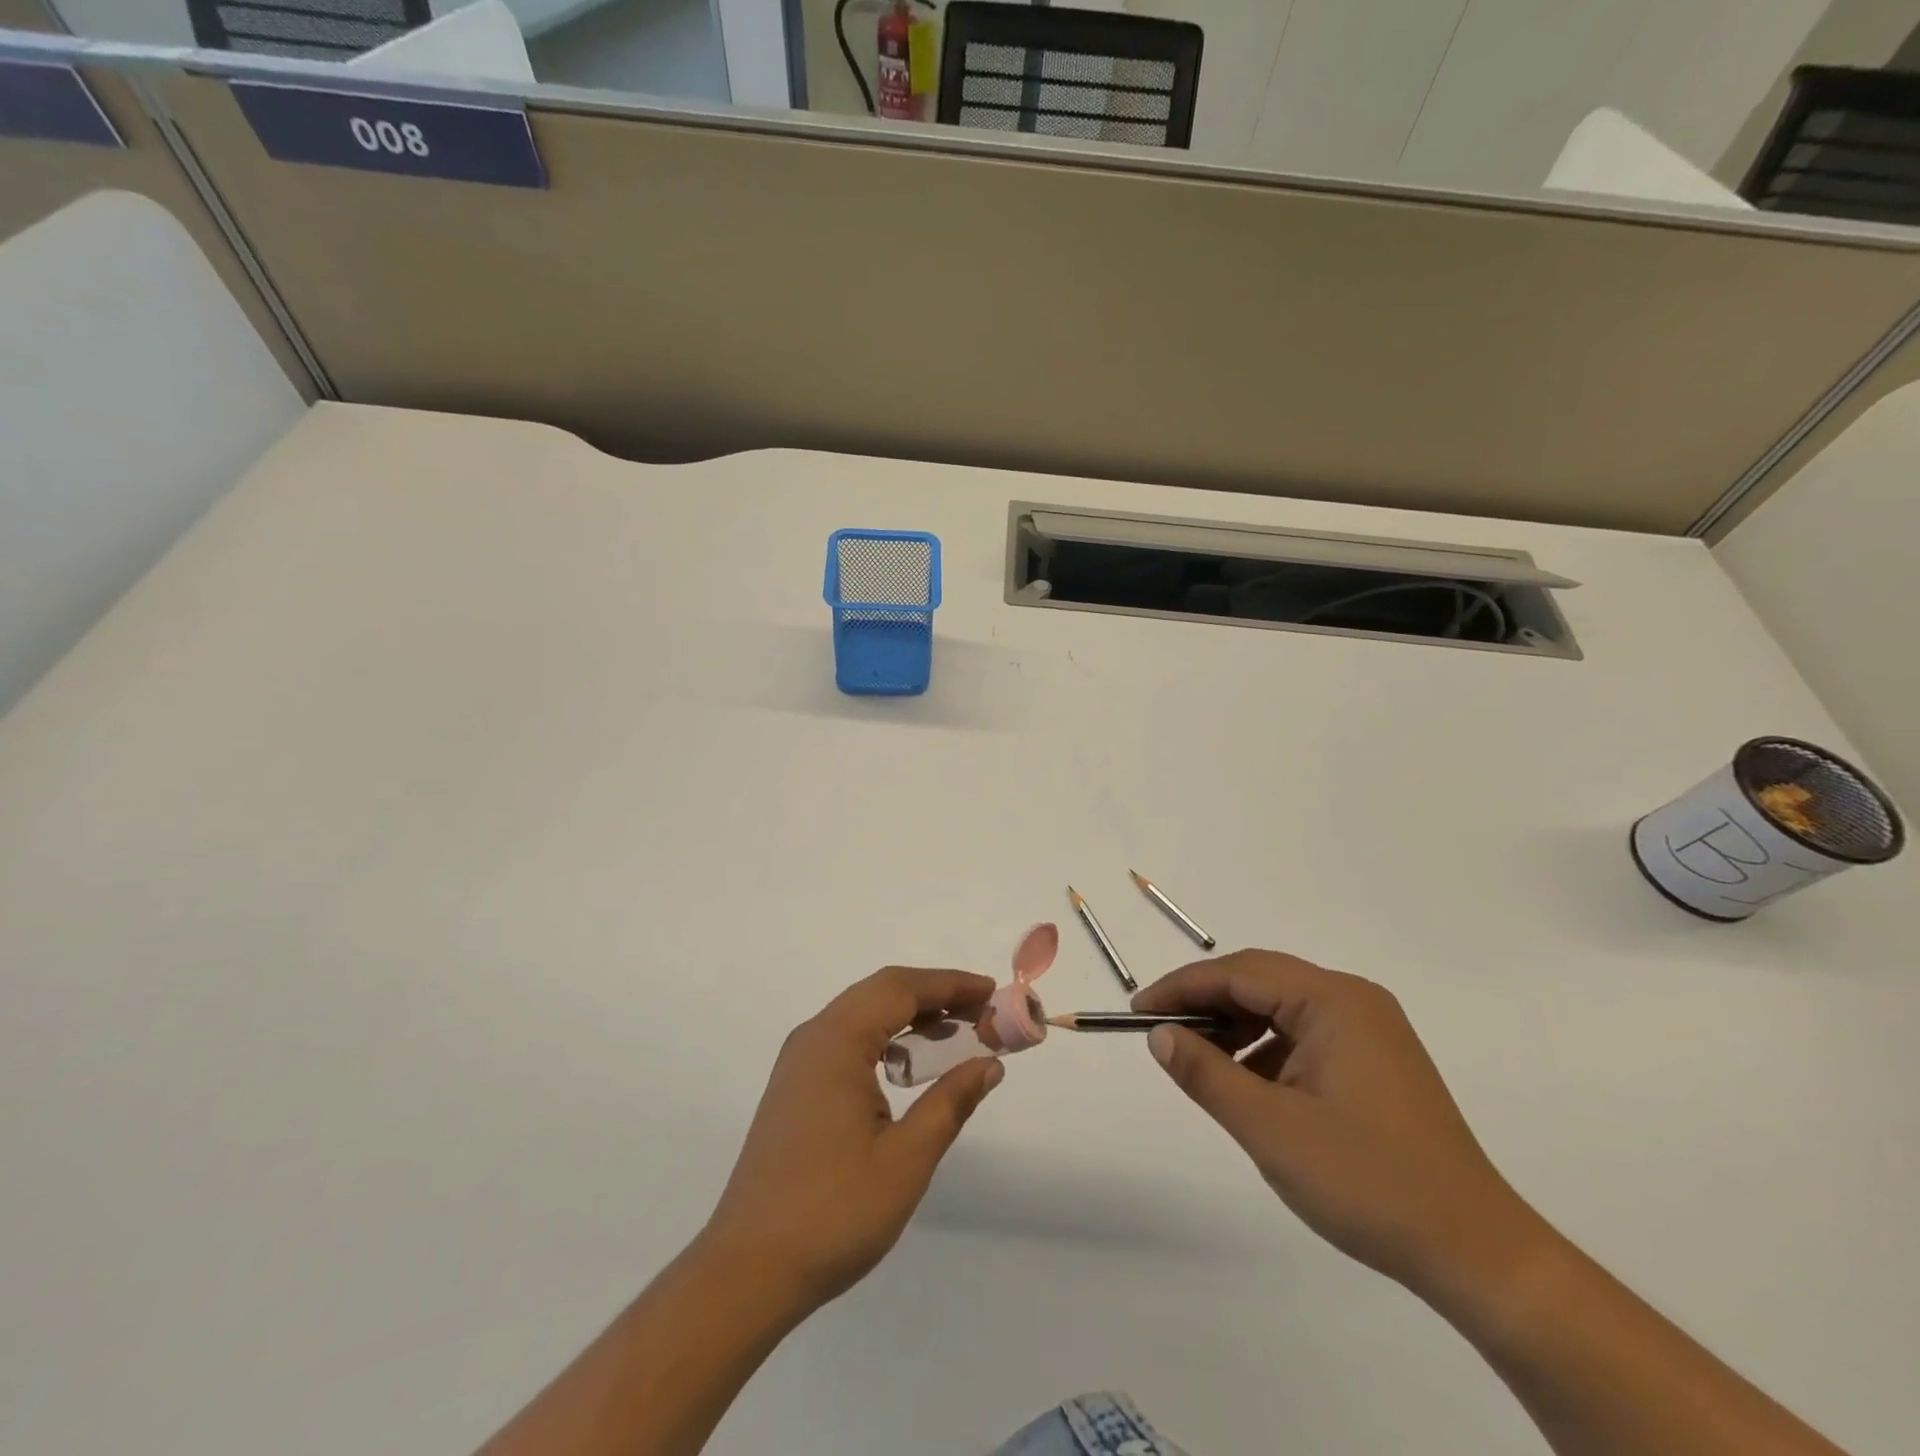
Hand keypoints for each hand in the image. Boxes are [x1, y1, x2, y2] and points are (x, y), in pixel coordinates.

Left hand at [700, 967, 1004, 1315]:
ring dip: (909, 1015)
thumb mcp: (906, 1159)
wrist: (747, 1271)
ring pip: (862, 1014)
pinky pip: (847, 1040)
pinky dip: (885, 1038)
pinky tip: (909, 1066)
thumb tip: (990, 1064)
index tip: (992, 991)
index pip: (901, 988)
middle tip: (982, 1012)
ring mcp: (799, 1062)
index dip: (950, 984)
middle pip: (881, 992)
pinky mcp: (795, 1087)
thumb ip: (951, 1102)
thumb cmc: (833, 1212)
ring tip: (956, 1034)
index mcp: (837, 1041)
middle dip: (934, 995)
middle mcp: (814, 1037)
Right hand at [1134, 950, 1548, 1305]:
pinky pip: (1304, 1035)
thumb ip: (1206, 1074)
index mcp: (1333, 1001)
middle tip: (1161, 1032)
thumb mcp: (1269, 1128)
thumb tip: (1159, 1034)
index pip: (1238, 973)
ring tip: (1200, 1063)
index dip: (1182, 987)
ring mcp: (1370, 1030)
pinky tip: (1248, 1084)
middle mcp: (1353, 1000)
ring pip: (1281, 1009)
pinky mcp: (1376, 1061)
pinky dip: (1266, 1050)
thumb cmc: (1367, 1180)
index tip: (1139, 1011)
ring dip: (1235, 1028)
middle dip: (1205, 1003)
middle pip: (1260, 982)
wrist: (1476, 1253)